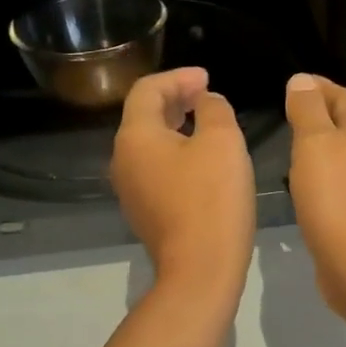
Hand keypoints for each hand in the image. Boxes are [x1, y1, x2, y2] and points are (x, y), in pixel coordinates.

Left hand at [111, 67, 254, 304]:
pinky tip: (202, 160)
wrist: (200, 269)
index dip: (178, 77)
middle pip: (144, 116)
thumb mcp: (223, 142)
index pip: (147, 90)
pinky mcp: (144, 212)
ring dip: (176, 126)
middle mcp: (123, 160)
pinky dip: (176, 153)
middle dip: (175, 99)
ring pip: (150, 144)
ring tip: (207, 123)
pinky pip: (156, 169)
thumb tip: (206, 102)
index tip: (207, 78)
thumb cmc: (212, 199)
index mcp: (135, 136)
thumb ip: (214, 109)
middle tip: (207, 95)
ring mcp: (130, 189)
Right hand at [284, 73, 345, 320]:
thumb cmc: (336, 197)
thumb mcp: (315, 143)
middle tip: (290, 111)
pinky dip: (321, 174)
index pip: (345, 98)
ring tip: (292, 145)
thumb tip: (302, 80)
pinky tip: (304, 185)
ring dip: (321, 145)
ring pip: (344, 155)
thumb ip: (308, 111)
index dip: (322, 87)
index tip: (296, 82)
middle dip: (323, 113)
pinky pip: (338, 183)